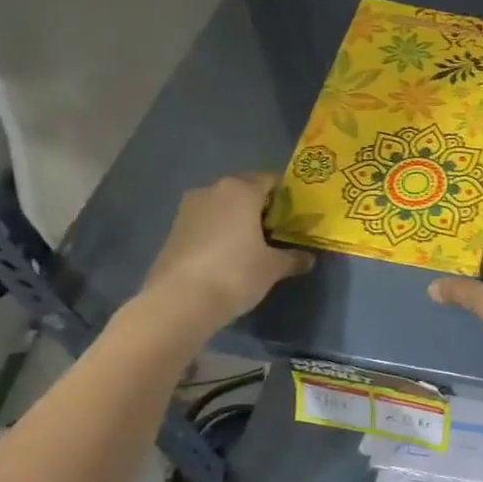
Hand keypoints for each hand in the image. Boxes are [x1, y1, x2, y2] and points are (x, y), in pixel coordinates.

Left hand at [138, 172, 313, 328]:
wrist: (180, 301)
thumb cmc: (235, 273)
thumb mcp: (273, 268)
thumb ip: (293, 258)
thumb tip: (309, 259)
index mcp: (241, 190)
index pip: (270, 180)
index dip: (286, 197)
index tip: (295, 216)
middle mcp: (212, 190)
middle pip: (244, 191)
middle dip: (261, 207)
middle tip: (277, 231)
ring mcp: (188, 209)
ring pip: (222, 206)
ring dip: (237, 219)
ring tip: (252, 245)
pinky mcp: (173, 229)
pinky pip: (206, 222)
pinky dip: (219, 232)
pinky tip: (227, 255)